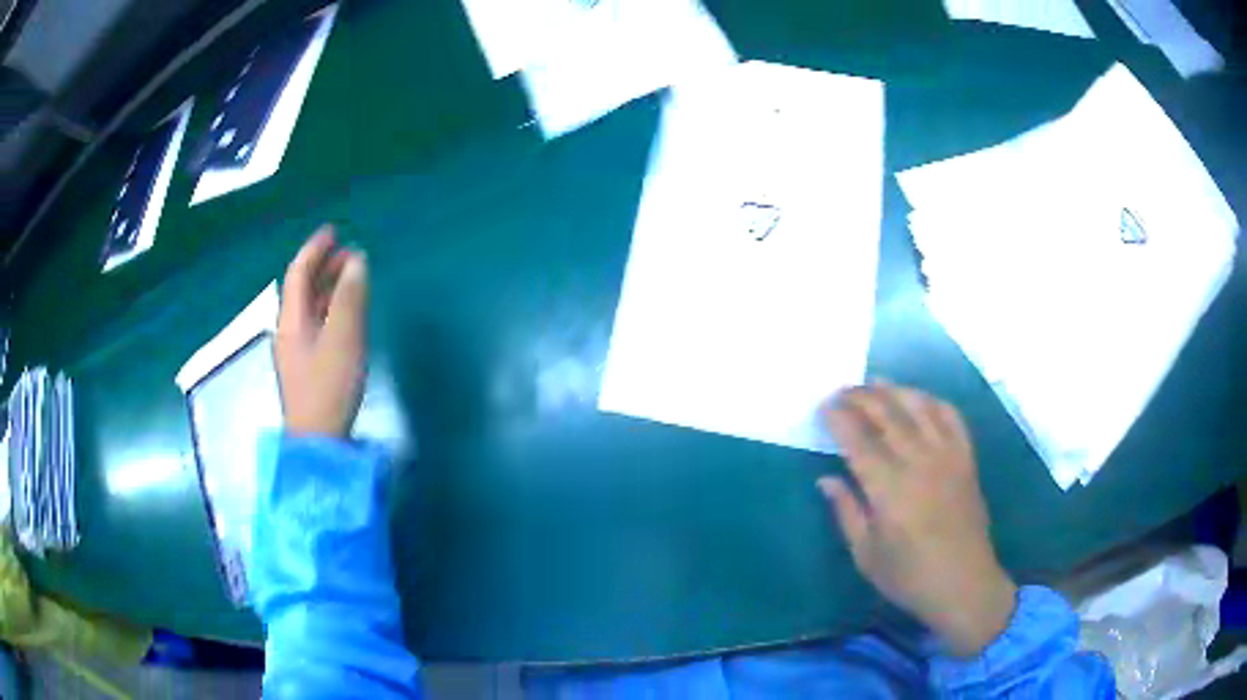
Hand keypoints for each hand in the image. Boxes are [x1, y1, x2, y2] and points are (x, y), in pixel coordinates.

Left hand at [275, 226, 368, 437]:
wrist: (318, 442)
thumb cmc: (328, 387)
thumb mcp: (344, 339)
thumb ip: (351, 298)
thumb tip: (357, 261)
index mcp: (291, 319)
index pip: (298, 273)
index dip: (314, 249)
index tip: (333, 231)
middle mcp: (289, 330)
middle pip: (302, 289)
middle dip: (323, 267)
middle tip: (350, 253)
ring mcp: (296, 350)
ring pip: (309, 307)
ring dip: (328, 287)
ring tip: (352, 277)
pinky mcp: (306, 367)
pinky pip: (316, 324)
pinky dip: (330, 308)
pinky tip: (346, 314)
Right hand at [819, 382, 1016, 656]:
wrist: (964, 584)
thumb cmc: (909, 577)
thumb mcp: (866, 555)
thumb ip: (846, 512)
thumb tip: (826, 479)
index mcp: (889, 490)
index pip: (858, 441)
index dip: (839, 418)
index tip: (824, 406)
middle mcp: (919, 463)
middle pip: (887, 415)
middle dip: (861, 397)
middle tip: (842, 391)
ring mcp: (947, 456)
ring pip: (919, 407)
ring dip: (895, 390)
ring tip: (875, 383)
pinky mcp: (966, 458)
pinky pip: (951, 417)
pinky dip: (933, 401)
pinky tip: (919, 399)